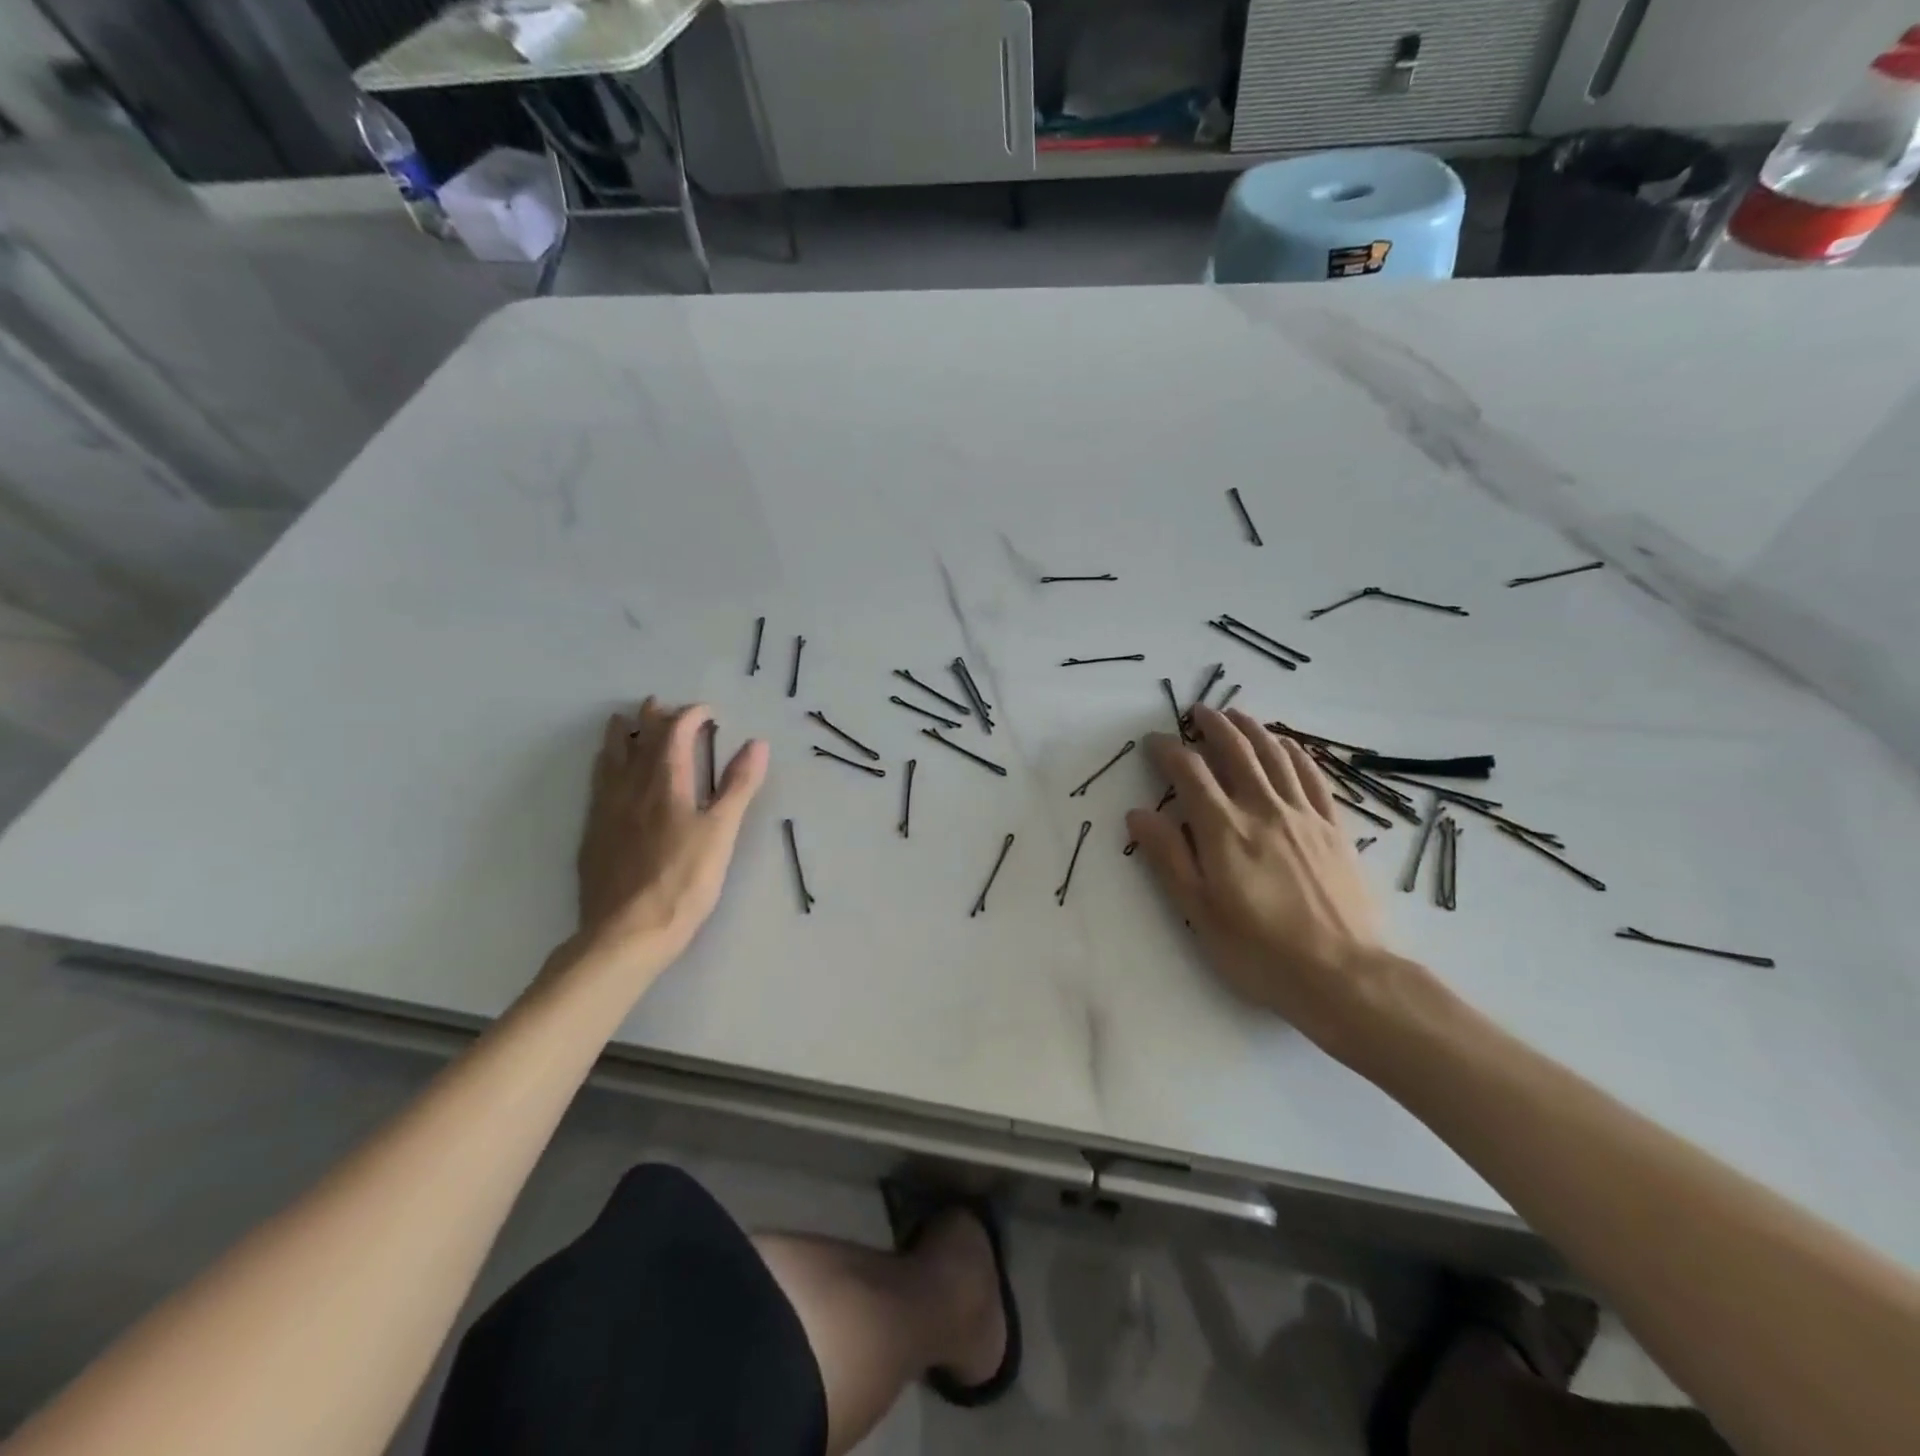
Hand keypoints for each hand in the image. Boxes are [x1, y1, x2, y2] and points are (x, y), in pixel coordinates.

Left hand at [572, 698, 767, 986]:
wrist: (626, 932)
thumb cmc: (684, 881)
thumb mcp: (722, 832)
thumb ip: (738, 786)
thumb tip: (757, 744)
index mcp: (666, 782)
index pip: (675, 732)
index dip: (691, 715)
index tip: (707, 711)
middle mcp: (631, 787)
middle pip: (638, 740)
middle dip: (652, 718)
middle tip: (659, 704)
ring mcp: (607, 809)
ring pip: (610, 759)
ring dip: (620, 736)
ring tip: (623, 723)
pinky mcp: (593, 833)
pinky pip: (596, 784)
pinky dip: (604, 766)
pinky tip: (604, 774)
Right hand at [1125, 707, 1387, 1044]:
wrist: (1345, 975)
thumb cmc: (1260, 951)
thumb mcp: (1199, 911)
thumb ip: (1168, 857)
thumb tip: (1138, 813)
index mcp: (1225, 830)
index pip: (1190, 772)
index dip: (1168, 750)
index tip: (1153, 742)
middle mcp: (1263, 809)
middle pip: (1236, 751)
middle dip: (1212, 726)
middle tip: (1196, 712)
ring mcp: (1303, 815)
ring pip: (1275, 755)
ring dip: (1252, 729)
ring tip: (1235, 715)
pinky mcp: (1334, 827)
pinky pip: (1312, 776)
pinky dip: (1294, 752)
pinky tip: (1285, 744)